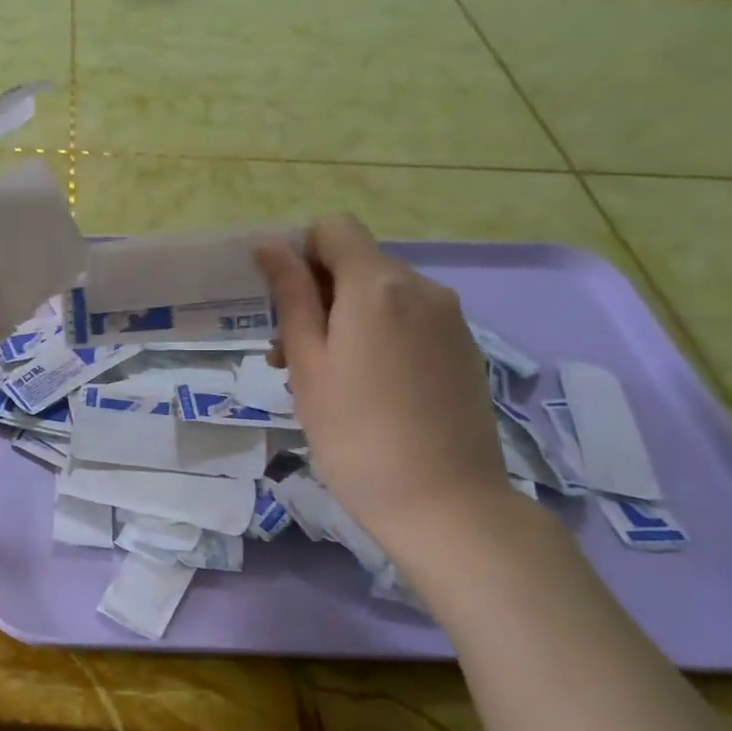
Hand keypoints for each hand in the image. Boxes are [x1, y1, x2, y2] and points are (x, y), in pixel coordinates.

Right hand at [255, 215, 513, 555]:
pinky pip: (406, 322)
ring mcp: (448, 319)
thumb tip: (270, 245)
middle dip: (314, 295)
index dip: (298, 254)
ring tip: (318, 380)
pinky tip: (361, 390)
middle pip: (355, 263)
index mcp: (378, 285)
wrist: (443, 502)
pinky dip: (374, 338)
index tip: (279, 304)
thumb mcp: (308, 362)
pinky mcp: (461, 349)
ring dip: (341, 321)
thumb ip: (290, 297)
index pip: (333, 229)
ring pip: (379, 295)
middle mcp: (422, 288)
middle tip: (286, 356)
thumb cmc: (354, 432)